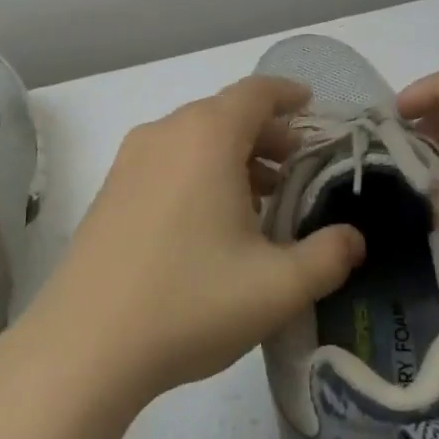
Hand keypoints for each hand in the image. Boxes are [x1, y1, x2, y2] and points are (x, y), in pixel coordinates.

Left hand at [16, 75, 365, 406]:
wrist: (84, 345)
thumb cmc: (190, 302)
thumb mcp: (277, 287)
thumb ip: (328, 257)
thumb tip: (354, 239)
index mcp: (206, 137)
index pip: (255, 92)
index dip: (289, 94)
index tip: (312, 106)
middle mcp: (164, 134)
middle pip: (224, 113)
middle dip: (266, 133)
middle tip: (298, 165)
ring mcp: (129, 162)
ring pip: (193, 138)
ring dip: (232, 155)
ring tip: (262, 197)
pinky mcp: (109, 192)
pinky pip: (166, 161)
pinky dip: (198, 171)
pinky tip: (212, 220)